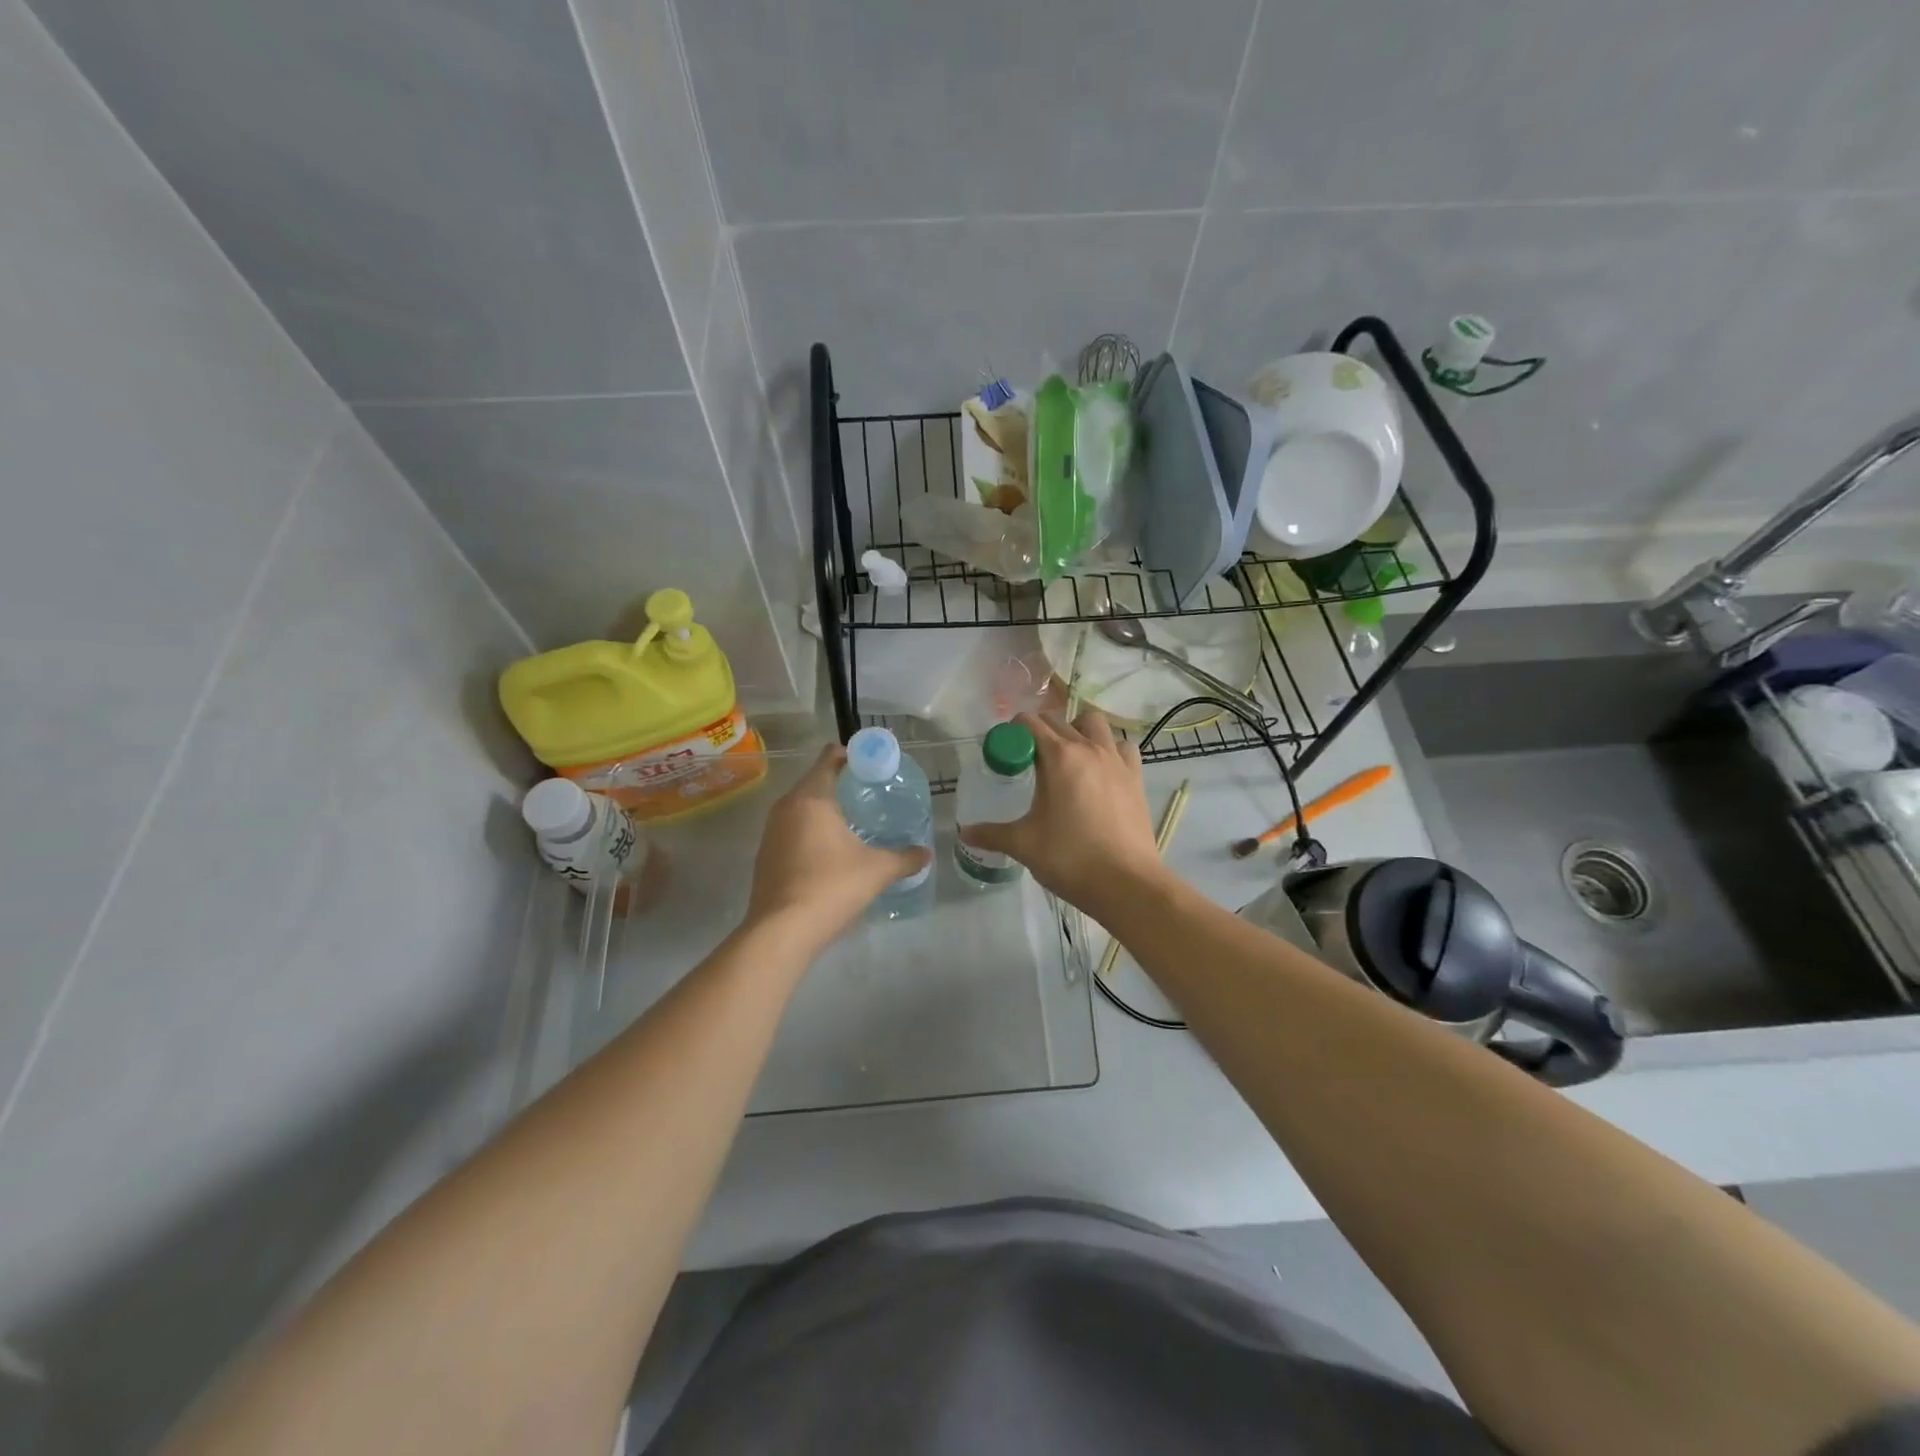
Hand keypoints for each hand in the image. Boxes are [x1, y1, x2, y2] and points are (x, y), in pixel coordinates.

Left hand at [745, 744, 931, 952]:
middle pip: (815, 781)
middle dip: (842, 784)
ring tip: (855, 822)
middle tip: (872, 795)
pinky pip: (793, 830)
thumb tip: (926, 853)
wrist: (781, 931)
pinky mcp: (765, 855)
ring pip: (802, 807)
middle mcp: (786, 807)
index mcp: (811, 797)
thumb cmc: (830, 887)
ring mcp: (771, 832)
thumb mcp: (877, 870)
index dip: (852, 756)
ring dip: (826, 810)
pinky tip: (832, 851)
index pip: (829, 758)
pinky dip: (812, 831)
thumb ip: (905, 858)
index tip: (874, 766)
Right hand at [957, 711, 1165, 914]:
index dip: (1012, 733)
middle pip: (1059, 721)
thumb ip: (991, 834)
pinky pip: (1121, 747)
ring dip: (1077, 730)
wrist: (1127, 884)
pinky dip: (1108, 749)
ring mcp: (1117, 761)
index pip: (1029, 724)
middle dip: (1039, 732)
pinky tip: (1100, 772)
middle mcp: (1089, 748)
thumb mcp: (1024, 845)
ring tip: (1068, 758)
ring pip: (1095, 724)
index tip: (1004, 753)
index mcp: (1059, 757)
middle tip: (1028, 761)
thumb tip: (964, 833)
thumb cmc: (1070, 859)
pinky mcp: (1136, 777)